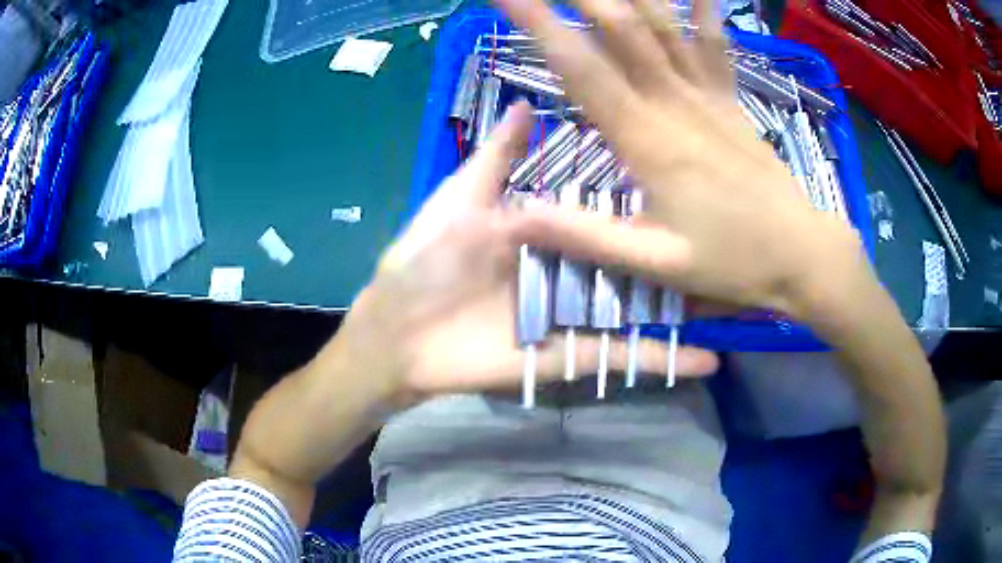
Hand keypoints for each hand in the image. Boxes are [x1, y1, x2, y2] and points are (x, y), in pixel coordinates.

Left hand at [230, 102, 718, 526]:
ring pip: (642, 308)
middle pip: (635, 260)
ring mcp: (577, 315)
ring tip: (742, 298)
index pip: (610, 210)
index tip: (689, 179)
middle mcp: (572, 269)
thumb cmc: (424, 264)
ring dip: (687, 307)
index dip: (646, 197)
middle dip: (680, 255)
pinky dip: (665, 358)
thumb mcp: (461, 202)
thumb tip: (525, 106)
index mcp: (549, 231)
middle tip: (733, 243)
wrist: (400, 338)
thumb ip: (496, 160)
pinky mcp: (574, 357)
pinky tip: (713, 357)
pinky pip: (625, 357)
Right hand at [497, 0, 866, 319]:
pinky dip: (703, 10)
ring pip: (662, 24)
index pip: (581, 67)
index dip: (540, 25)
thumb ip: (587, 237)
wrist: (801, 252)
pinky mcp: (730, 97)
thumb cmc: (733, 260)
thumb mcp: (657, 263)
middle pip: (620, 27)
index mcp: (647, 138)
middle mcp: (674, 100)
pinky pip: (714, 43)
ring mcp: (707, 93)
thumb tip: (514, 217)